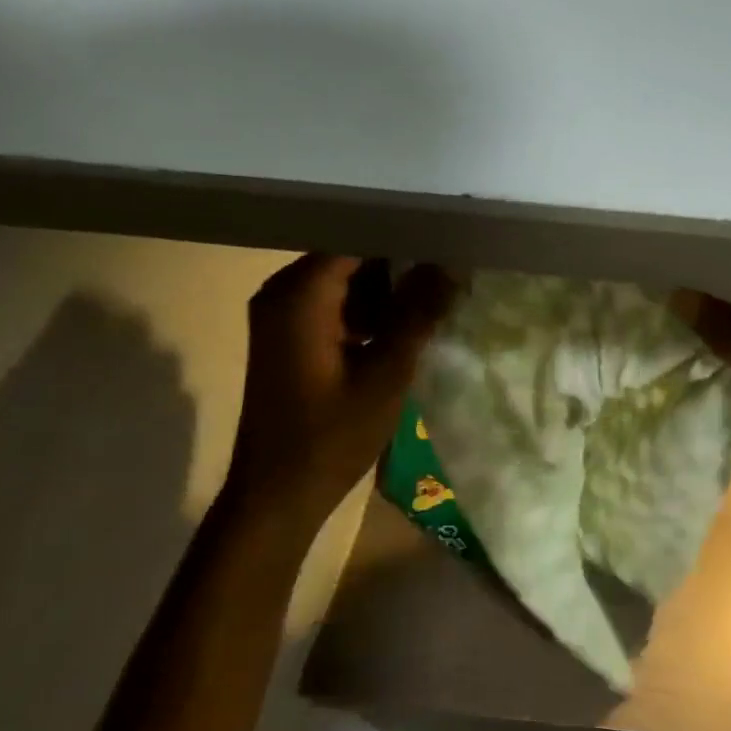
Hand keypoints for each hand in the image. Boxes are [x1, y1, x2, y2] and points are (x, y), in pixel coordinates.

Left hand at [225, 255, 454, 520]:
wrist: (279, 493)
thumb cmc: (332, 436)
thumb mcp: (386, 374)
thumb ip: (418, 314)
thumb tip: (451, 264)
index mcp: (300, 295)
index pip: (356, 238)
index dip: (404, 237)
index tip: (449, 239)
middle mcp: (283, 294)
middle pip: (350, 257)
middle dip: (401, 264)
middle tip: (452, 272)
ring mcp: (282, 317)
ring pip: (346, 283)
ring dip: (388, 292)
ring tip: (438, 299)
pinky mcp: (289, 339)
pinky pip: (335, 307)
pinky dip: (369, 313)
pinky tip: (407, 329)